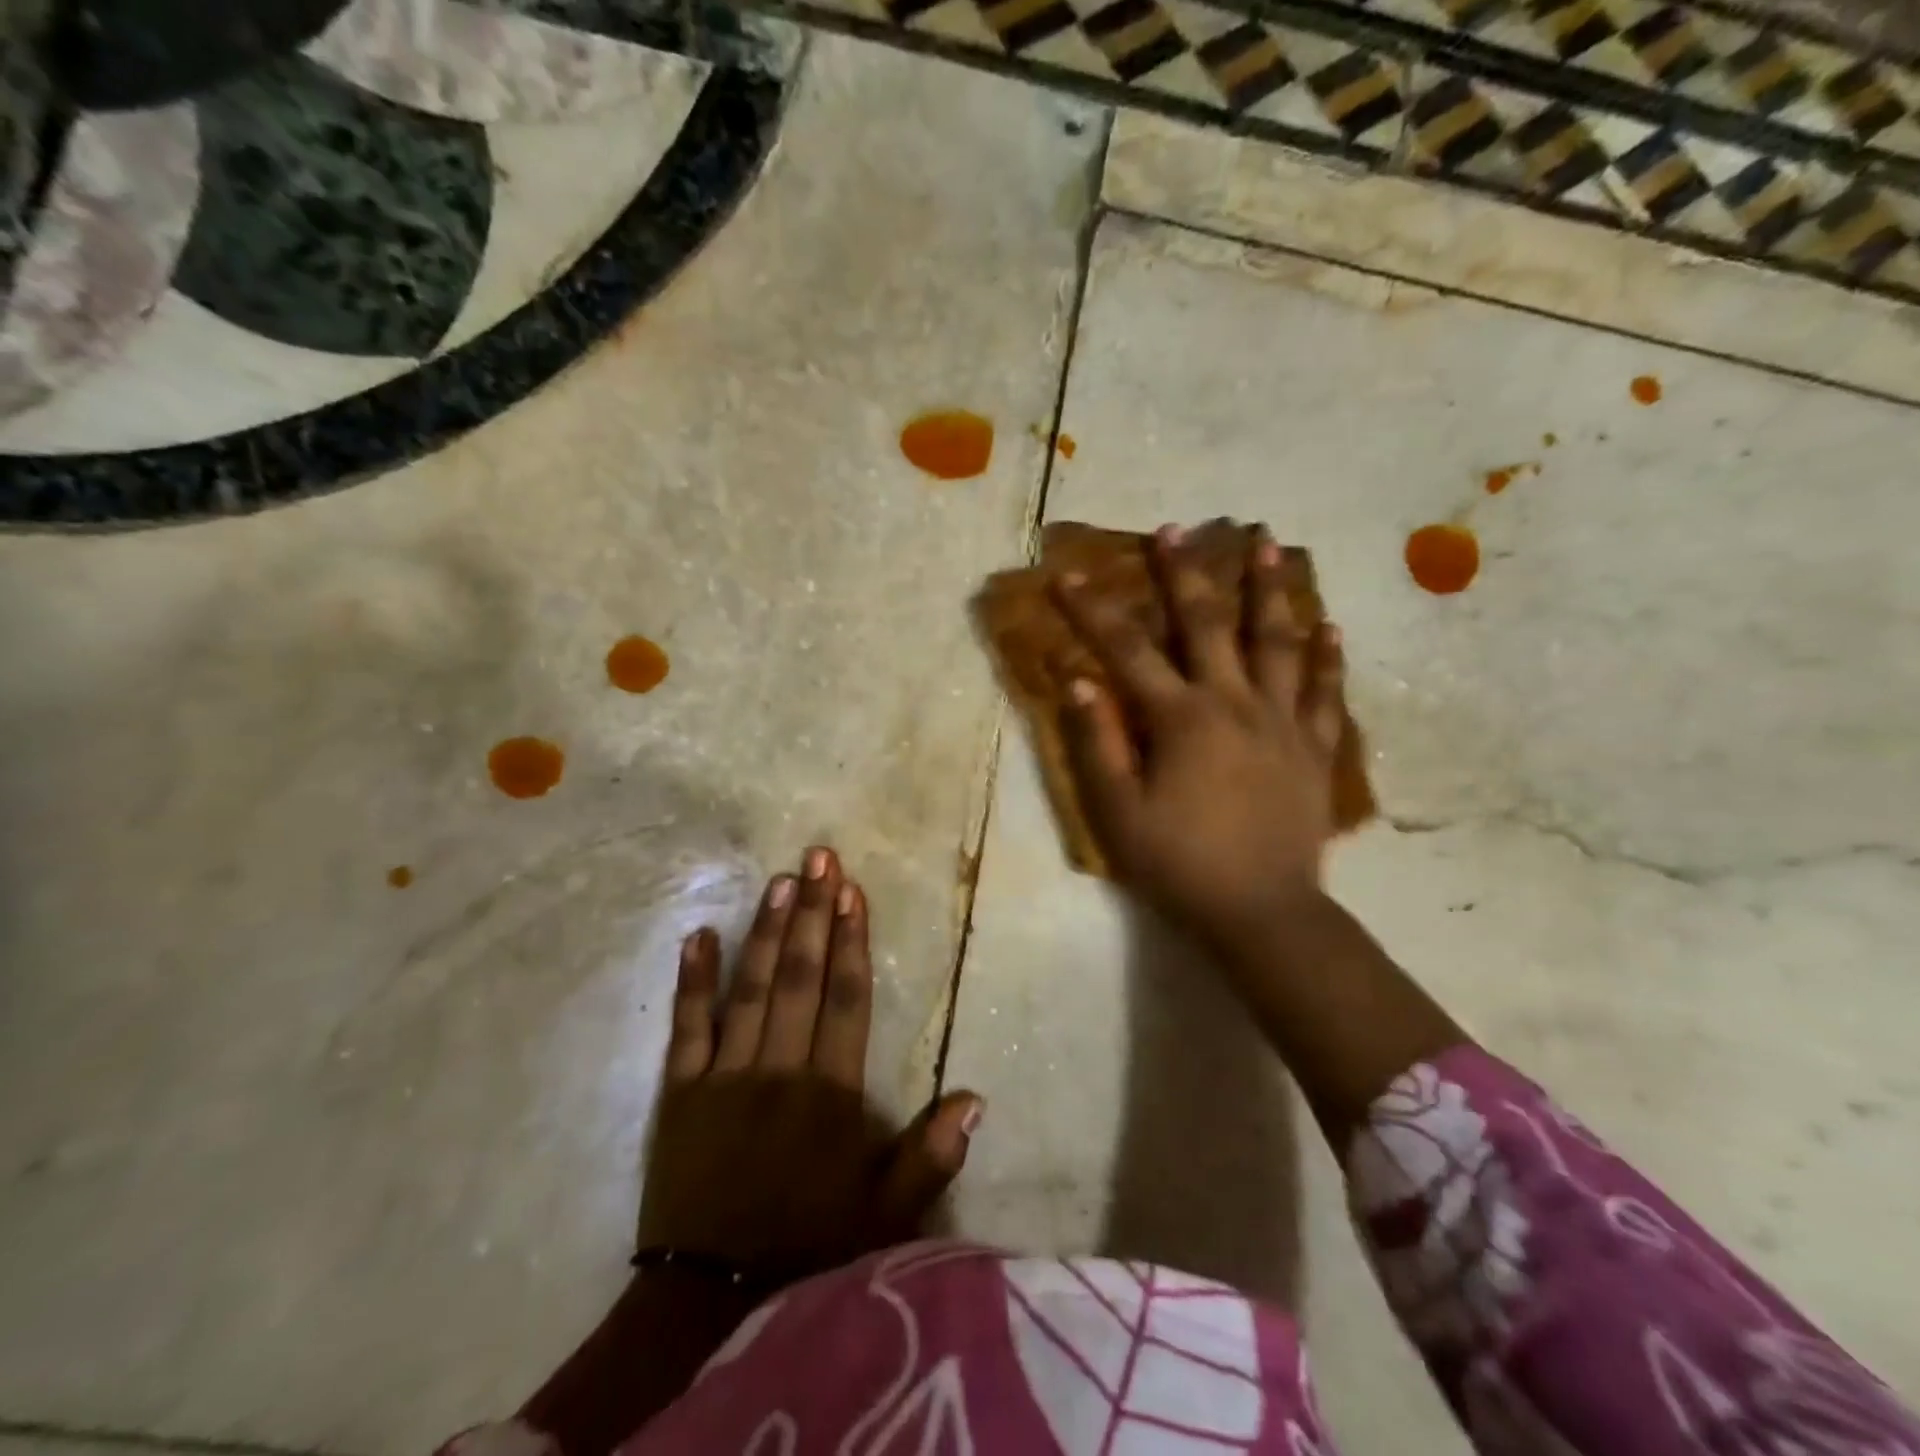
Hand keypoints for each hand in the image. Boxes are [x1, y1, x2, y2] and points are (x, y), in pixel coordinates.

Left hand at [640, 847, 980, 1280]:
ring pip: (751, 989)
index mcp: (830, 1094)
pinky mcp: (681, 1092)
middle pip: (800, 978)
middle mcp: (779, 1070)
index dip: (851, 942)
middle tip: (819, 857)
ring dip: (767, 932)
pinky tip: (698, 934)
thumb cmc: (807, 1243)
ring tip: (780, 880)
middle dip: (813, 914)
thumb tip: (975, 1097)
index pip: (846, 1000)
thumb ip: (930, 1156)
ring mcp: (725, 1076)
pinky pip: (687, 1026)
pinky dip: (692, 979)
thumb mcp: (883, 1214)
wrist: (708, 1298)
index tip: (853, 892)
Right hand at [1053, 524, 1344, 957]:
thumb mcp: (1119, 812)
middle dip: (1185, 573)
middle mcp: (1235, 704)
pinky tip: (1330, 625)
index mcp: (1181, 720)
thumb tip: (1078, 681)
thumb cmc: (1180, 865)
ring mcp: (1284, 722)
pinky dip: (1328, 656)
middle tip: (1176, 528)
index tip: (1066, 575)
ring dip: (1270, 590)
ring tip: (1268, 543)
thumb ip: (1097, 743)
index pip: (1127, 651)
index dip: (1093, 611)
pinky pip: (1326, 692)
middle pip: (1208, 624)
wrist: (1263, 913)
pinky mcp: (1316, 749)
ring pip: (1278, 642)